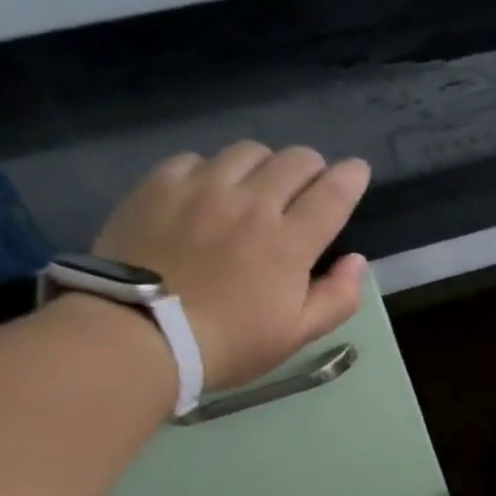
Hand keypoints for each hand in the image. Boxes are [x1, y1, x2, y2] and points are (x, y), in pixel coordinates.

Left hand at [91, 142, 370, 392]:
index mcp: (290, 242)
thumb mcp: (297, 335)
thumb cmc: (229, 343)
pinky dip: (215, 169)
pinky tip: (210, 192)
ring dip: (266, 165)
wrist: (138, 335)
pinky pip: (197, 158)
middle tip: (310, 186)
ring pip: (248, 152)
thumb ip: (337, 297)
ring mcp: (201, 189)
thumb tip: (356, 261)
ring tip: (259, 186)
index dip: (352, 176)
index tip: (358, 170)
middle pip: (295, 161)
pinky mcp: (159, 186)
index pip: (333, 193)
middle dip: (313, 167)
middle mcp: (251, 203)